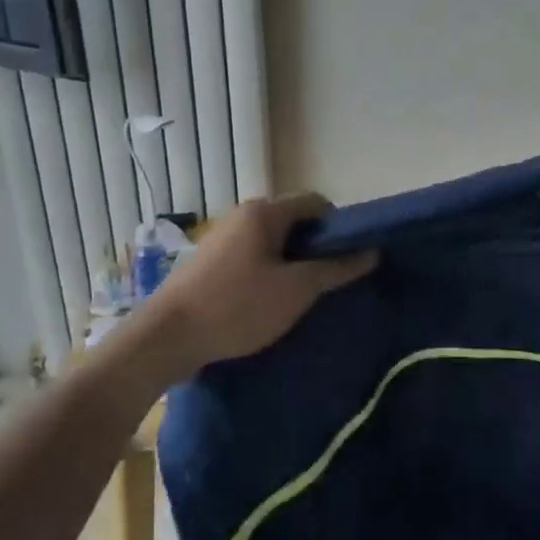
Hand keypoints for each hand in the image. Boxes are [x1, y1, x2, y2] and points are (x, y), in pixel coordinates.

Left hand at [144, 193, 377, 371]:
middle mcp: (243, 215)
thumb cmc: (238, 307)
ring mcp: (223, 237)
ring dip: (292, 263)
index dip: (339, 226)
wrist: (168, 337)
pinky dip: (269, 272)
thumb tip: (372, 252)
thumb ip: (336, 269)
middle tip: (329, 281)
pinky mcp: (211, 261)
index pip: (316, 203)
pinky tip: (270, 302)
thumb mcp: (296, 290)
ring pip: (273, 242)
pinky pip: (253, 256)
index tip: (349, 258)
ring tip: (303, 296)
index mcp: (265, 212)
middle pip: (294, 221)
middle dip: (316, 248)